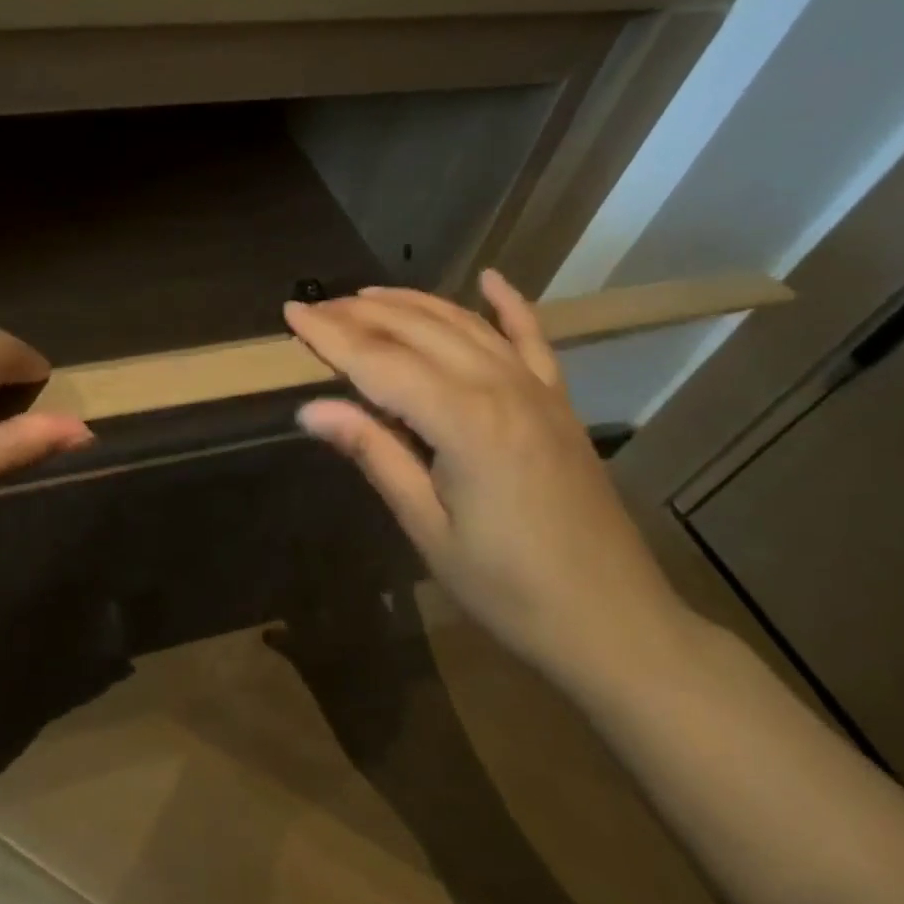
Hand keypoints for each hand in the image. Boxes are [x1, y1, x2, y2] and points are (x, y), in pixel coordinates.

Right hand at [285, 270, 689, 688]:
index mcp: (464, 422)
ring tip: (364, 297)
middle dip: (360, 314)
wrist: (614, 624)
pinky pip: (531, 339)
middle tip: (315, 308)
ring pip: (464, 324)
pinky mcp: (558, 402)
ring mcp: (536, 390)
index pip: (378, 362)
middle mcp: (500, 387)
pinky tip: (490, 279)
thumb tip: (311, 409)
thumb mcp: (428, 528)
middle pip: (417, 331)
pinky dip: (509, 305)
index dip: (329, 336)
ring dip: (411, 304)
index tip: (290, 311)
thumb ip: (374, 454)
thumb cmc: (509, 590)